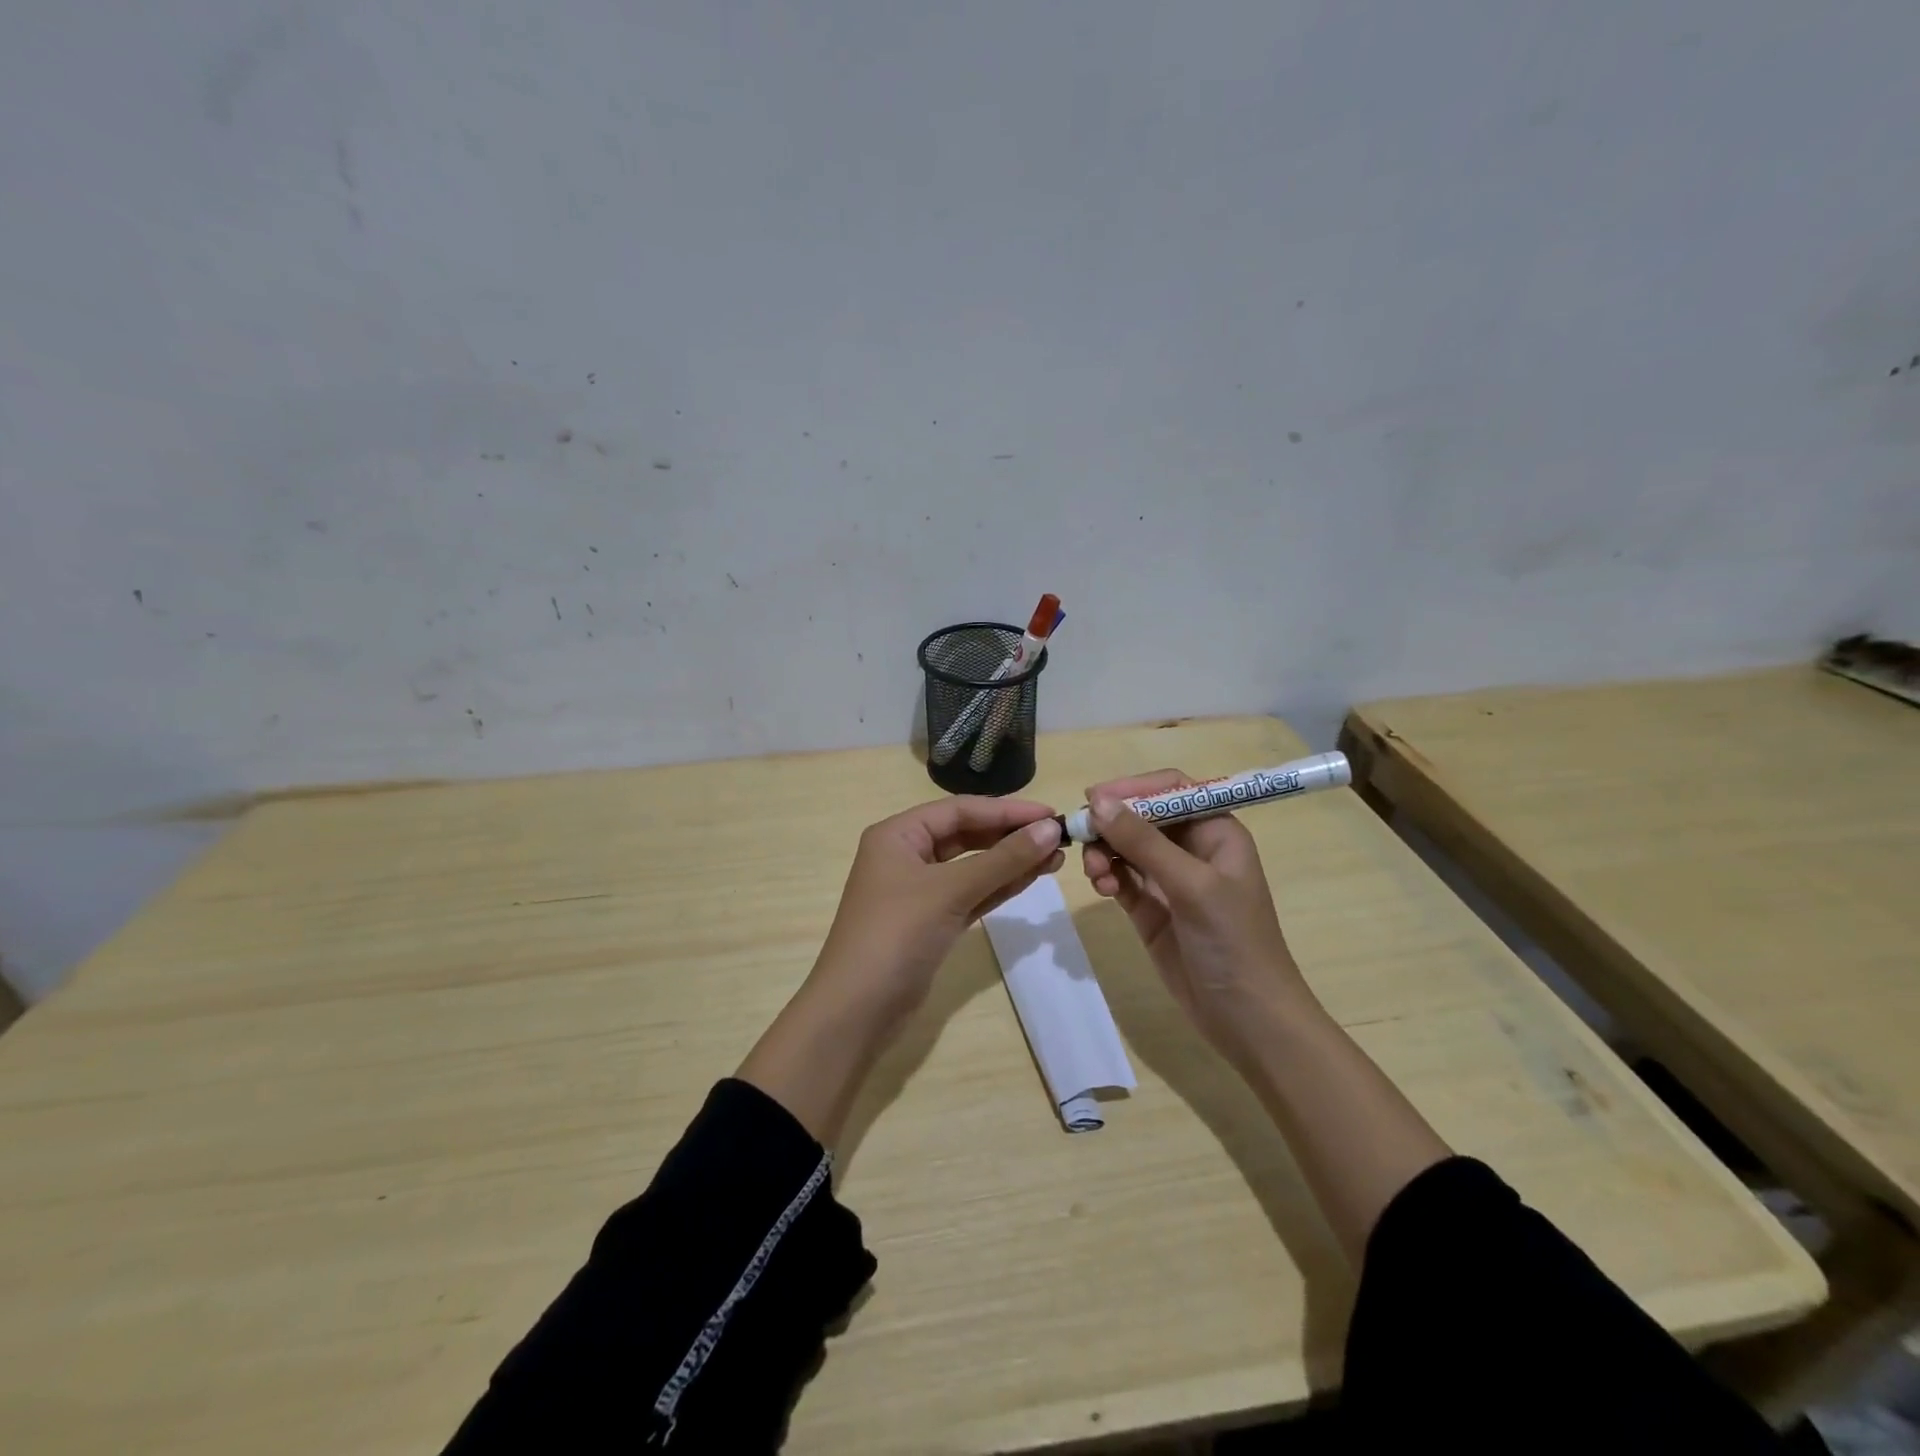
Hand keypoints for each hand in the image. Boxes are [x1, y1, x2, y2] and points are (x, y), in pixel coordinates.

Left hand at [740, 796, 1063, 1146]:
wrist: (856, 1011)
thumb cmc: (896, 935)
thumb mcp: (949, 891)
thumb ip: (1002, 860)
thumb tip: (1050, 830)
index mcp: (898, 835)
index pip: (959, 811)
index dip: (1006, 810)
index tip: (1050, 815)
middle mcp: (906, 855)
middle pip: (966, 834)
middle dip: (1010, 835)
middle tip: (1058, 838)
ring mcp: (918, 891)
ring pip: (971, 866)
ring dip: (1010, 861)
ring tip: (1055, 857)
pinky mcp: (931, 921)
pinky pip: (971, 894)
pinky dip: (998, 887)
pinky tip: (1031, 879)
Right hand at [1081, 769, 1310, 1056]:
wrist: (1248, 1019)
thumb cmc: (1234, 942)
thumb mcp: (1192, 886)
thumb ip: (1144, 842)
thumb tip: (1097, 801)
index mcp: (1216, 832)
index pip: (1171, 789)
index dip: (1133, 788)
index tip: (1093, 796)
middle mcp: (1192, 849)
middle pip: (1141, 816)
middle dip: (1112, 823)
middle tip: (1082, 835)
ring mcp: (1170, 880)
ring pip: (1125, 847)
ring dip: (1105, 852)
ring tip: (1096, 873)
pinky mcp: (1151, 909)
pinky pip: (1121, 878)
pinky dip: (1107, 876)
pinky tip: (1102, 888)